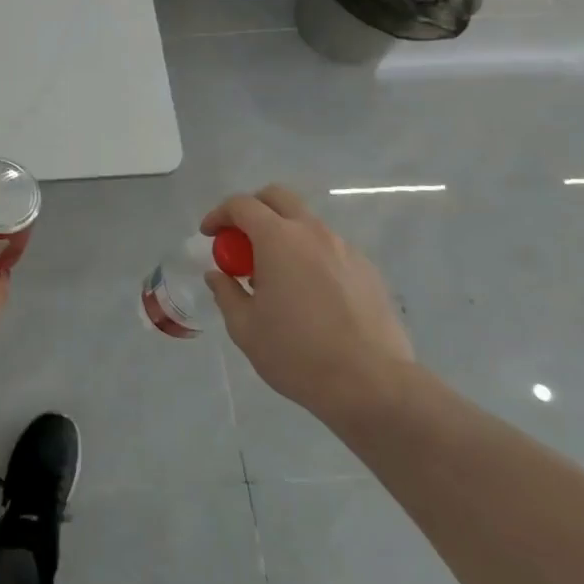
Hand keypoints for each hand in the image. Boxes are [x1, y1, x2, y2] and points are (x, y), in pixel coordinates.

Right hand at [203, 184, 414, 424]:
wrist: (373, 386)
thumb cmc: (297, 354)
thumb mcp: (244, 327)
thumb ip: (226, 292)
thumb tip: (218, 275)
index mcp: (279, 240)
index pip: (242, 205)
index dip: (219, 214)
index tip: (209, 235)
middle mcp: (313, 233)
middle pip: (278, 198)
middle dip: (253, 209)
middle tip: (240, 240)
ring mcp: (346, 250)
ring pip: (306, 224)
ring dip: (283, 235)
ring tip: (275, 276)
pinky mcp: (369, 272)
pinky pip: (330, 250)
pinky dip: (310, 257)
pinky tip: (308, 295)